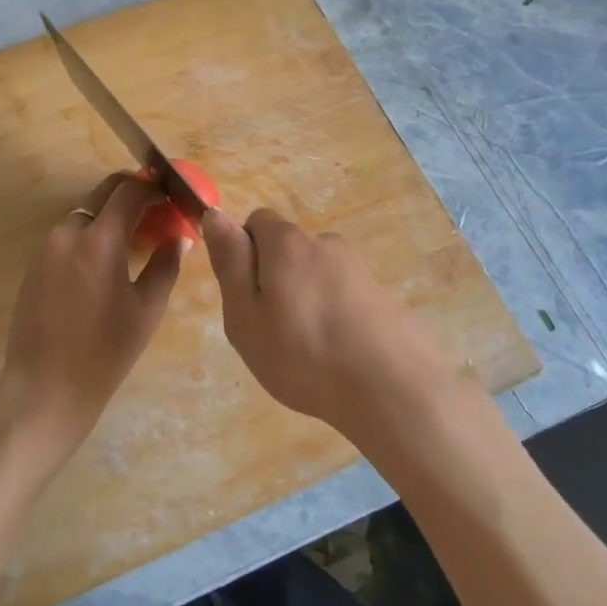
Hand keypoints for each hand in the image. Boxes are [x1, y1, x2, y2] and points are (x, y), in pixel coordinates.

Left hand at [0, 172, 185, 458]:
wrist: (44, 387)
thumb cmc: (104, 353)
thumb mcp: (147, 310)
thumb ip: (166, 265)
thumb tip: (180, 238)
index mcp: (100, 239)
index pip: (131, 191)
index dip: (155, 187)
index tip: (173, 196)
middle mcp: (69, 232)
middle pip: (103, 192)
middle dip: (133, 192)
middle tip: (157, 209)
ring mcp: (47, 246)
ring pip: (85, 212)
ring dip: (111, 213)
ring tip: (135, 237)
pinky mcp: (34, 263)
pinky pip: (69, 233)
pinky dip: (92, 232)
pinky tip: (107, 259)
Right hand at [201, 207, 451, 436]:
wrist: (392, 391)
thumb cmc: (303, 355)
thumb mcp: (245, 315)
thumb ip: (230, 262)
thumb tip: (214, 214)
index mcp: (288, 243)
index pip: (256, 222)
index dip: (244, 254)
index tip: (247, 297)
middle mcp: (326, 243)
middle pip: (288, 250)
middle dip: (275, 279)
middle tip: (272, 330)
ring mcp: (359, 269)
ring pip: (316, 275)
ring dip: (306, 299)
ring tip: (308, 350)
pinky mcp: (383, 296)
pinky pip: (343, 296)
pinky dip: (334, 316)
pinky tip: (338, 355)